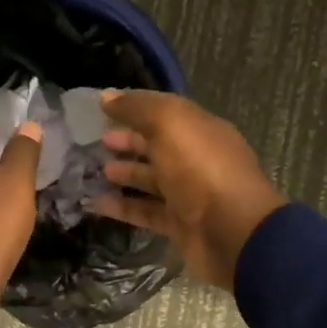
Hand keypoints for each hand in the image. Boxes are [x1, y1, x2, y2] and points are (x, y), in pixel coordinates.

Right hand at [94, 90, 286, 289]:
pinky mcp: (179, 225)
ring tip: (95, 170)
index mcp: (200, 129)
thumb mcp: (169, 124)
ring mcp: (189, 194)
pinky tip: (95, 203)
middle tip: (98, 141)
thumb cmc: (201, 168)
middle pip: (158, 145)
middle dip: (129, 141)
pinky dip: (122, 207)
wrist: (231, 231)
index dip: (136, 108)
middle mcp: (196, 159)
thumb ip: (137, 108)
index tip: (103, 109)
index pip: (165, 112)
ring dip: (125, 173)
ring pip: (151, 180)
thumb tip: (106, 96)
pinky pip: (146, 211)